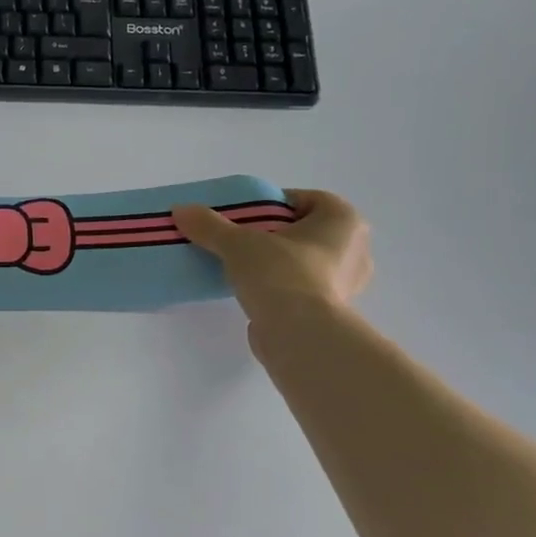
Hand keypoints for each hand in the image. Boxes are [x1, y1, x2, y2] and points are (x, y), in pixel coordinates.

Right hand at [174, 190, 371, 334]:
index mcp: (344, 221)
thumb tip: (180, 210)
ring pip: (305, 261)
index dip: (274, 204)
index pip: (306, 199)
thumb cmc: (281, 274)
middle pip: (305, 231)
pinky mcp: (331, 313)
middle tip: (242, 240)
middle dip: (275, 234)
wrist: (299, 336)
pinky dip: (281, 288)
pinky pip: (303, 288)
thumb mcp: (238, 243)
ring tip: (243, 267)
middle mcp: (355, 250)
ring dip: (278, 262)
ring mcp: (347, 284)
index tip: (245, 216)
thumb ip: (209, 225)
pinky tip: (254, 292)